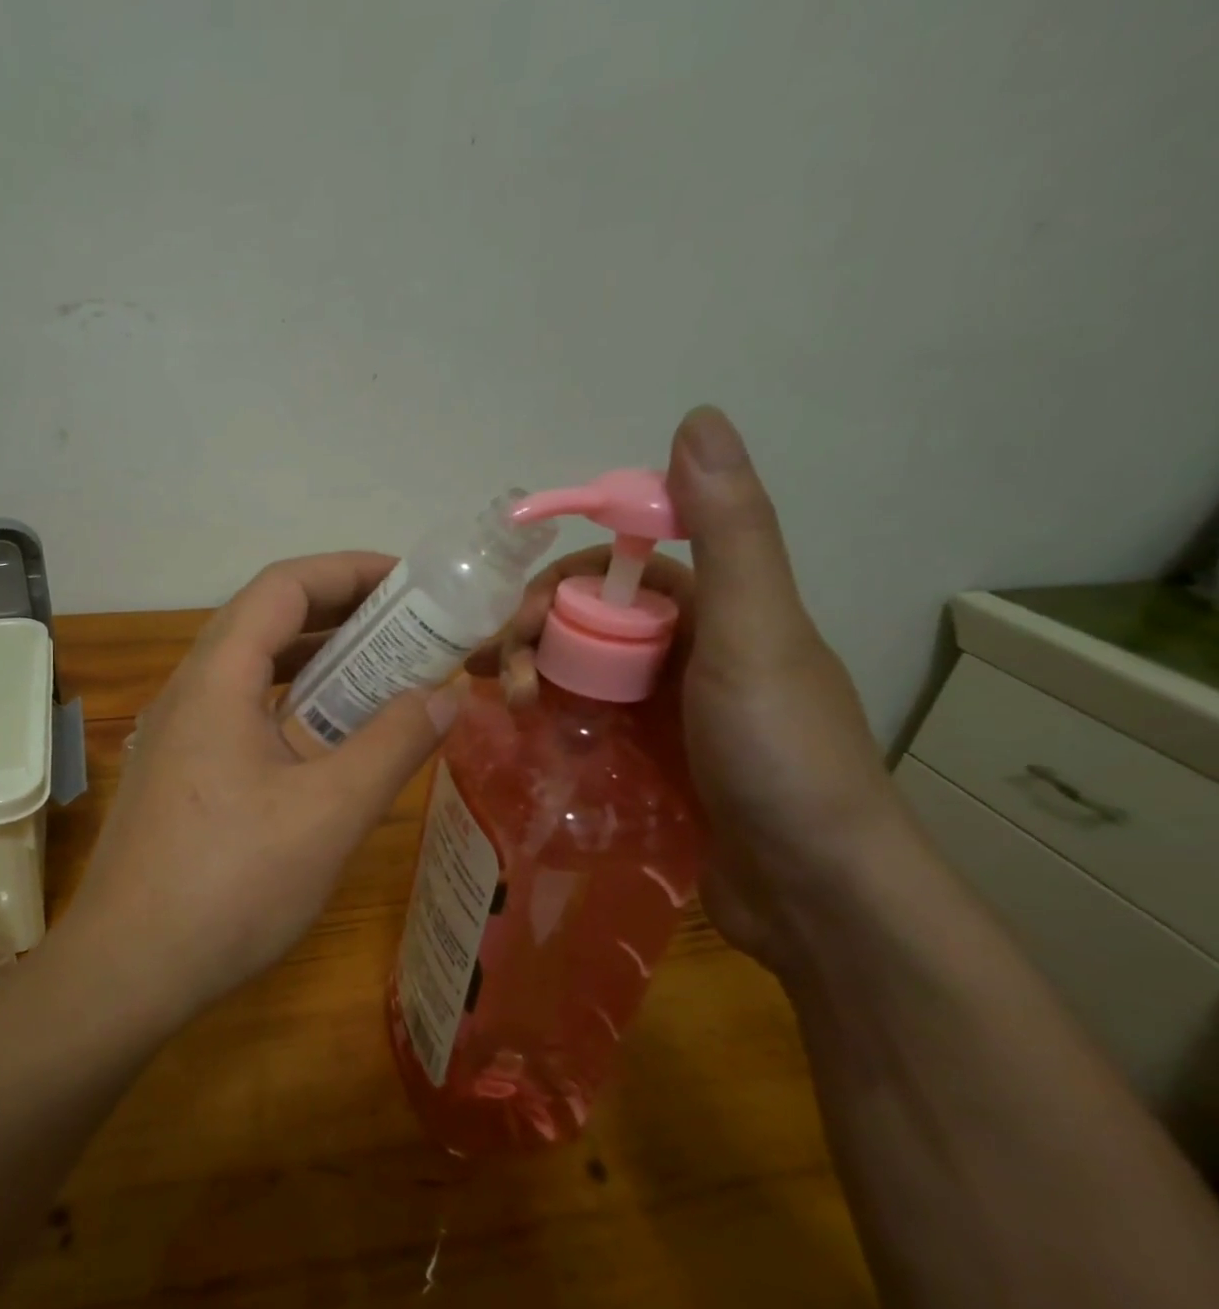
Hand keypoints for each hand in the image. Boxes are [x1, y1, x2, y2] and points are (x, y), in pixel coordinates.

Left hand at [63, 554, 458, 1020]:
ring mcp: (178, 732)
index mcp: (217, 679)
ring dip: (316, 661)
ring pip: (253, 669)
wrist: (128, 968)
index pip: (283, 586)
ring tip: (381, 675)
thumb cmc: (230, 885)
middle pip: (266, 620)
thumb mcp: (329, 813)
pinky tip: (328, 740)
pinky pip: (241, 711)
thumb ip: (393, 745)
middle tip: (409, 629)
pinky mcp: (179, 770)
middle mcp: (190, 690)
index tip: (410, 583)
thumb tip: (447, 694)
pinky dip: (292, 705)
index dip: (348, 570)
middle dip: (340, 613)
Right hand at [471, 407, 903, 970]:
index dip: (562, 582)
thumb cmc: (779, 753)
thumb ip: (727, 530)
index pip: (620, 571)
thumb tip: (698, 415)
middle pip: (589, 624)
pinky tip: (520, 738)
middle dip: (533, 637)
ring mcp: (667, 714)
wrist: (814, 893)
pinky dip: (551, 723)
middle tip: (495, 675)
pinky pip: (586, 726)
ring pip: (581, 675)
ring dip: (533, 680)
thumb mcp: (754, 633)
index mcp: (718, 611)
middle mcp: (690, 654)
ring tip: (499, 709)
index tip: (514, 616)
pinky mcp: (649, 766)